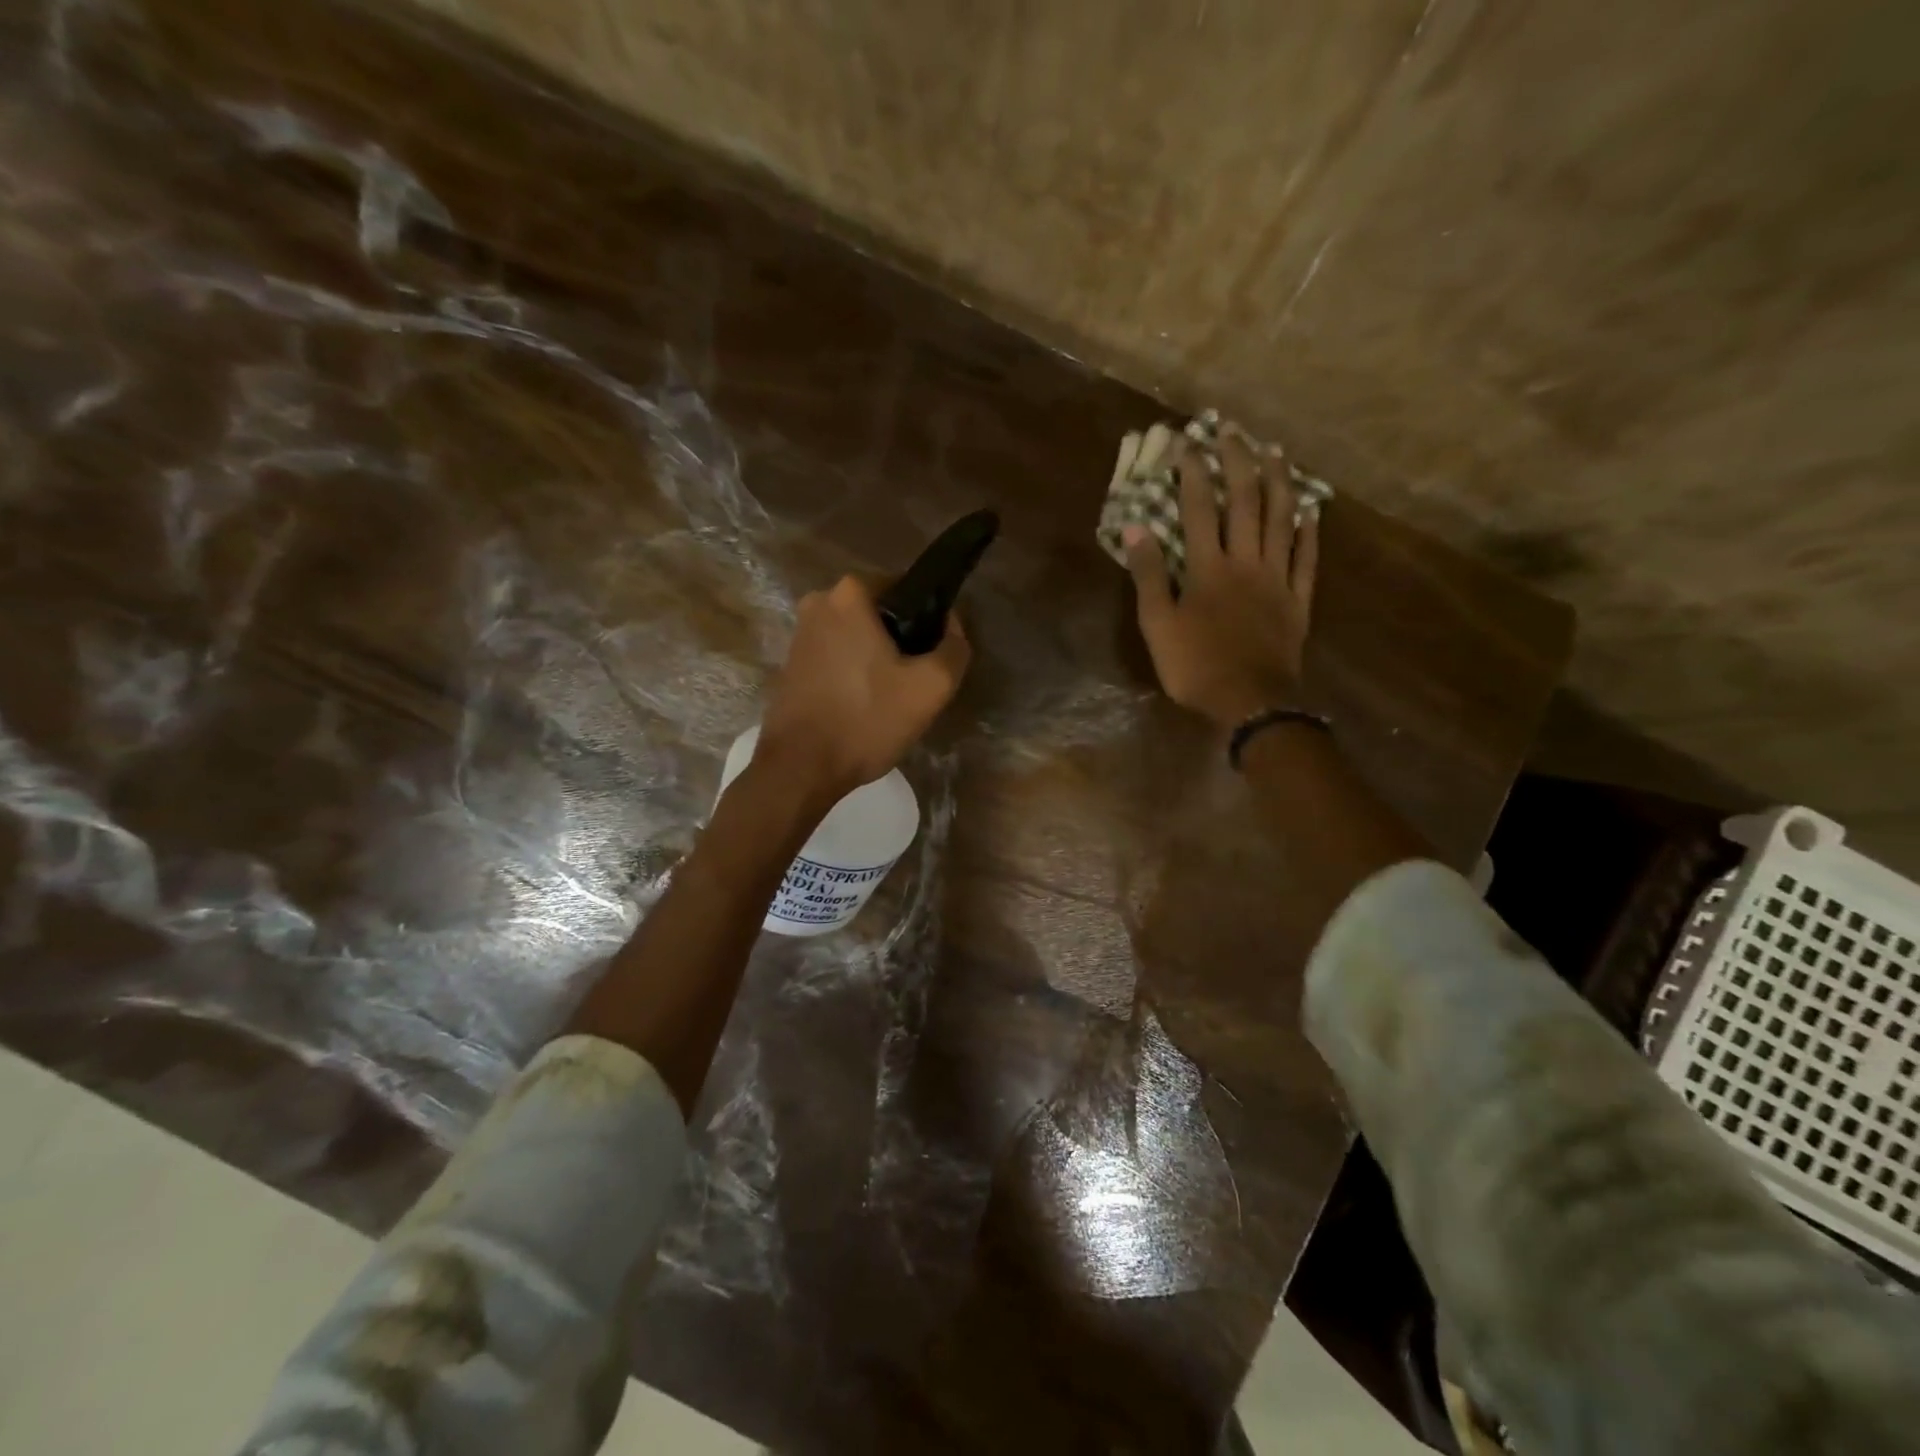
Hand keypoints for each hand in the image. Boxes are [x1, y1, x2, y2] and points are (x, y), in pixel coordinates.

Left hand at [758, 575, 970, 798]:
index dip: (928, 620)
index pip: (907, 589)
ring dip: (877, 659)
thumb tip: (951, 623)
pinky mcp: (791, 663)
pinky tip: (864, 706)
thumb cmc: (867, 720)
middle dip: (901, 640)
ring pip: (857, 637)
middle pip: (880, 614)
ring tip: (892, 698)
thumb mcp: (931, 687)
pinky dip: (854, 673)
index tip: (934, 655)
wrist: (801, 769)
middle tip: (916, 681)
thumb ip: (954, 647)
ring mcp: (800, 634)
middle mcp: (819, 602)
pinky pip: (836, 656)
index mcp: (850, 593)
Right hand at [1125, 433, 1319, 728]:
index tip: (1186, 442)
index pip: (1200, 507)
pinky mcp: (1298, 599)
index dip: (1193, 472)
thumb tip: (1137, 528)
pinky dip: (1308, 530)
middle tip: (1233, 430)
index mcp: (1208, 567)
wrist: (1250, 701)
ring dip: (1279, 481)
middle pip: (1246, 500)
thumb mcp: (1158, 624)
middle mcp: (1246, 561)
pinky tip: (1310, 508)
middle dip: (1238, 461)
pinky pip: (1307, 557)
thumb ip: (1149, 575)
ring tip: (1275, 451)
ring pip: (1281, 518)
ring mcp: (1277, 578)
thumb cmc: (1195, 666)